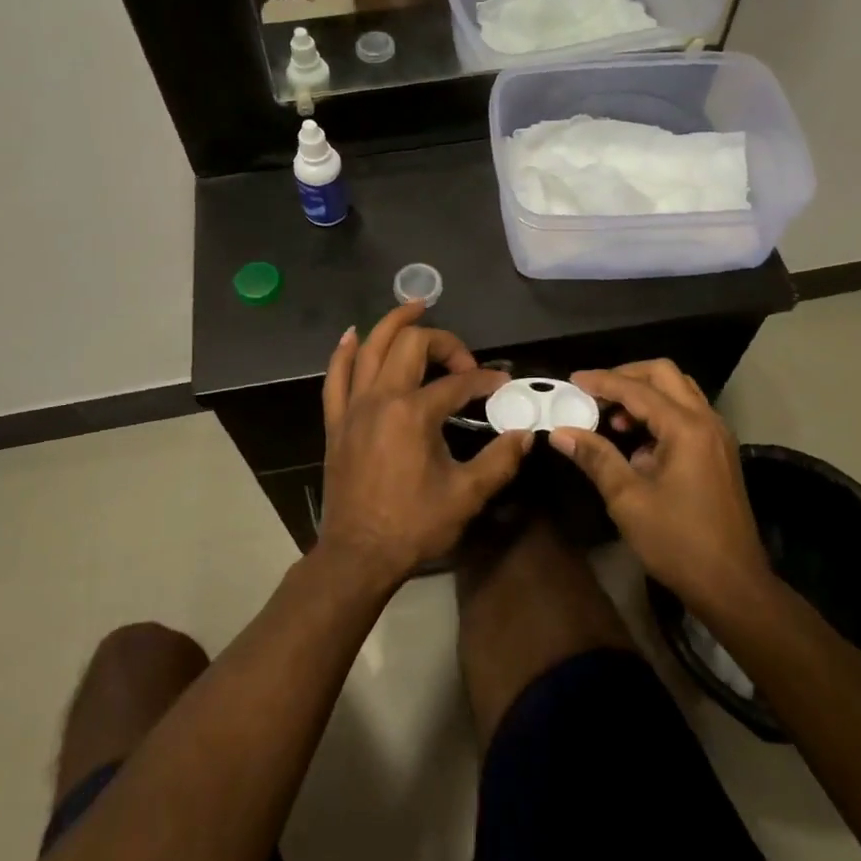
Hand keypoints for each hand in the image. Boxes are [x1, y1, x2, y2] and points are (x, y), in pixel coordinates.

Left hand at [319, 302, 531, 584]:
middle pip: (411, 345)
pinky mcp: (336, 420)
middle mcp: (381, 398)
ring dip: (393, 322)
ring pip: (369, 347)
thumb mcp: (467, 496)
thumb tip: (525, 434)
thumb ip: (500, 460)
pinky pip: (335, 375)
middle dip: (443, 341)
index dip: (484, 380)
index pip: (457, 382)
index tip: (500, 387)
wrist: (359, 554)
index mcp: (414, 413)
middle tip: (463, 359)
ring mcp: (353, 406)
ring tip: (415, 305)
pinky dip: (344, 351)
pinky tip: (353, 335)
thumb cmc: (414, 525)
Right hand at [549, 361, 771, 617]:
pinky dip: (660, 413)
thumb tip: (560, 432)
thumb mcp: (628, 500)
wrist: (733, 586)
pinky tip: (637, 443)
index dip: (602, 382)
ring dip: (645, 394)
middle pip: (665, 375)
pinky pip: (687, 414)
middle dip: (627, 376)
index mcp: (686, 428)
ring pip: (679, 391)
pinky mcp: (719, 454)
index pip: (637, 389)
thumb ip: (596, 458)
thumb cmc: (678, 542)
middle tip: (595, 393)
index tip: (572, 381)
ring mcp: (717, 437)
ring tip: (613, 417)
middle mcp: (706, 422)